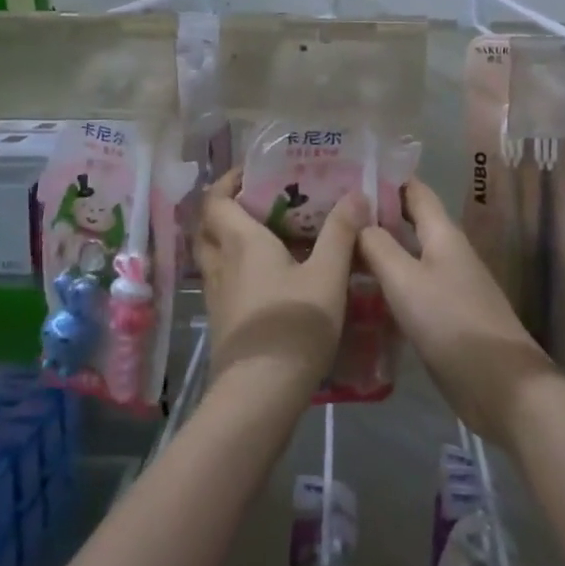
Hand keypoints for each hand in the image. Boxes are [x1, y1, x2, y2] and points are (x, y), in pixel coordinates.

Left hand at [195, 170, 365, 397]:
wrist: (259, 393)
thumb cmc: (294, 325)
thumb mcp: (328, 276)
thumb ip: (341, 232)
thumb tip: (356, 194)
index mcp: (242, 242)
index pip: (216, 199)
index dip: (228, 181)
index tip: (252, 172)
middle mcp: (221, 262)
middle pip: (208, 225)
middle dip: (227, 207)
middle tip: (259, 201)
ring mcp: (216, 294)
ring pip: (212, 253)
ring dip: (229, 237)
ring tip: (266, 235)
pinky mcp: (221, 319)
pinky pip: (221, 278)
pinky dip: (235, 266)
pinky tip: (266, 276)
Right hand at [357, 179, 560, 446]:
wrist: (499, 385)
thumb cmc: (451, 323)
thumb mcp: (406, 280)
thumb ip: (378, 246)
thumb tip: (357, 219)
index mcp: (443, 234)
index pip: (415, 191)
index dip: (385, 179)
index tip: (348, 174)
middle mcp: (446, 253)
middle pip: (408, 223)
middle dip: (374, 216)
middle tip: (329, 216)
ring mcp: (446, 286)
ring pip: (406, 257)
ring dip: (377, 252)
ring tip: (335, 251)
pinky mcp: (443, 317)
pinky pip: (409, 288)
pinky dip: (385, 284)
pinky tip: (358, 294)